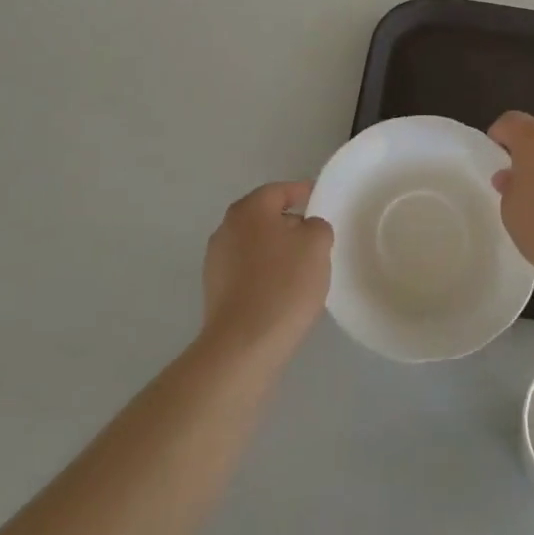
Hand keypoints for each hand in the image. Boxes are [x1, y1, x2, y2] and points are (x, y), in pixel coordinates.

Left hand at [200, 181, 334, 364]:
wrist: (244, 343)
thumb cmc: (284, 284)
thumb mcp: (316, 245)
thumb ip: (317, 226)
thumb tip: (306, 228)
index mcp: (249, 210)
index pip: (279, 191)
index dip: (301, 192)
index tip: (318, 198)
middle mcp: (226, 228)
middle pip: (263, 217)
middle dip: (289, 223)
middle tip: (314, 237)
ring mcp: (216, 260)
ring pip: (254, 244)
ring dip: (275, 250)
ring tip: (301, 268)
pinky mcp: (215, 290)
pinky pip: (246, 270)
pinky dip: (264, 272)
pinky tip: (281, 291)